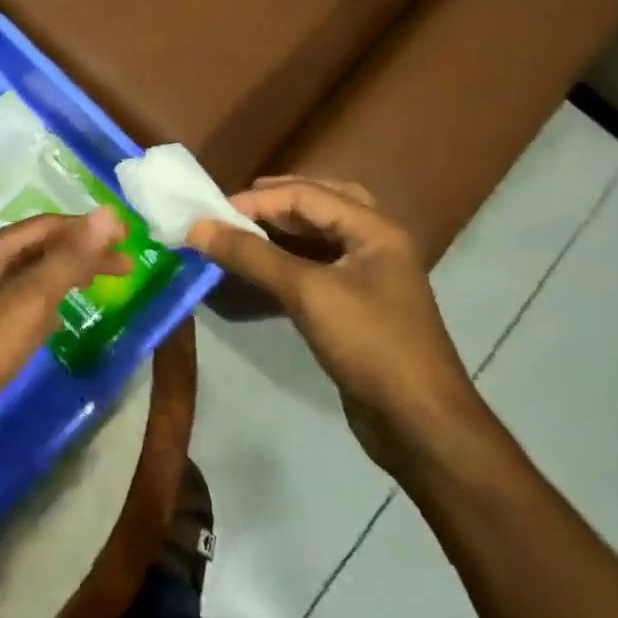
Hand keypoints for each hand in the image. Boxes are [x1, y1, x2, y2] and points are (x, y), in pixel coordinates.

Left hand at [0, 210, 130, 457]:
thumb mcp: (27, 303)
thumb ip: (69, 259)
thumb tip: (108, 213)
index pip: (46, 226)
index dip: (88, 229)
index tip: (129, 240)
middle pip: (36, 250)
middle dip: (80, 255)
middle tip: (125, 268)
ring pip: (24, 279)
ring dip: (61, 279)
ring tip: (94, 286)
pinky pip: (12, 306)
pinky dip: (40, 307)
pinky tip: (54, 323)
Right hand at [186, 177, 486, 475]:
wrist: (419, 423)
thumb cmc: (369, 345)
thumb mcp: (307, 293)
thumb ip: (252, 256)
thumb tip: (198, 227)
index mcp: (374, 229)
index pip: (307, 194)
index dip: (257, 200)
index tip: (212, 214)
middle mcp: (375, 244)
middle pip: (321, 204)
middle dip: (275, 202)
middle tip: (232, 209)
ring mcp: (369, 277)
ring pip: (320, 237)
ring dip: (281, 231)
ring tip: (241, 233)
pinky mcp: (358, 307)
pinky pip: (318, 268)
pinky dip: (287, 262)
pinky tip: (261, 271)